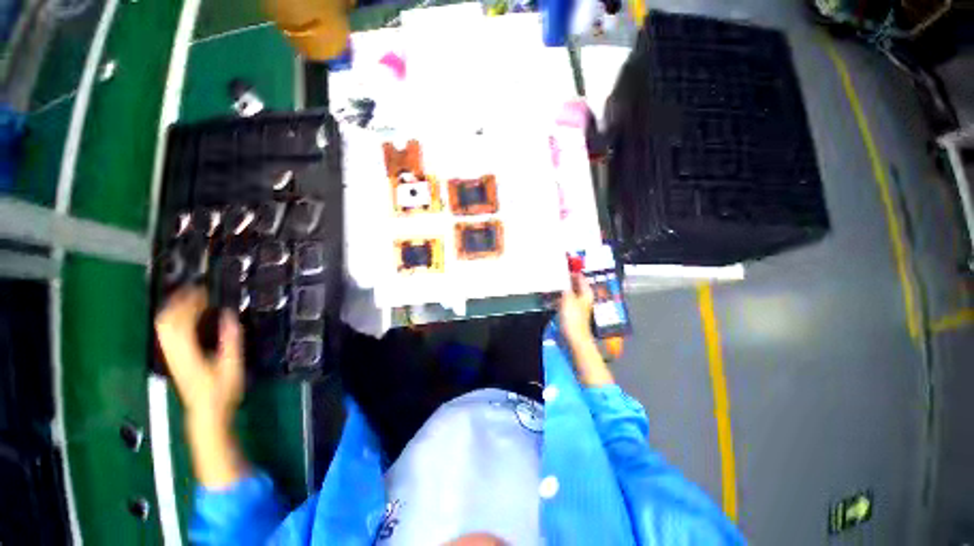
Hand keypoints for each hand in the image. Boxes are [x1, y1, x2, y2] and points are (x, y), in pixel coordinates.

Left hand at [155, 288, 247, 488]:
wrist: (205, 413)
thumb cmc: (221, 392)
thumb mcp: (231, 365)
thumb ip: (230, 340)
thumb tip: (229, 315)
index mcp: (186, 352)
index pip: (180, 321)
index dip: (189, 303)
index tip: (202, 290)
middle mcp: (173, 351)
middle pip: (166, 321)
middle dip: (178, 302)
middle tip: (196, 290)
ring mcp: (171, 356)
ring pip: (164, 327)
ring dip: (175, 310)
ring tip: (191, 299)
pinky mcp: (173, 359)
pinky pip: (167, 334)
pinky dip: (175, 320)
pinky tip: (187, 318)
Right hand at [559, 274, 613, 385]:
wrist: (574, 339)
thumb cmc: (573, 318)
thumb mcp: (568, 298)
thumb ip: (565, 286)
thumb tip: (563, 274)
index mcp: (586, 292)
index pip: (579, 276)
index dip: (571, 270)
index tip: (560, 264)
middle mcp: (583, 297)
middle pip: (573, 284)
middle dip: (564, 278)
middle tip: (552, 272)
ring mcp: (576, 305)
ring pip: (567, 292)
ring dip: (559, 288)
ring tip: (549, 282)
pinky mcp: (569, 312)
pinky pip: (562, 300)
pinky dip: (556, 296)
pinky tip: (549, 295)